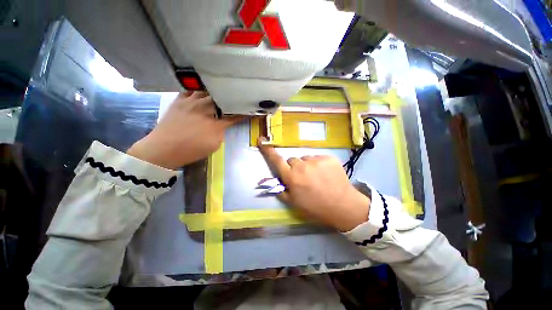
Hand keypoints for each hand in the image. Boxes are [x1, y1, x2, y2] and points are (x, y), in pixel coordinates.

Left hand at [127, 91, 242, 168]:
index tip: (249, 110)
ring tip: (220, 91)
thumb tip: (225, 122)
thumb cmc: (191, 150)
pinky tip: (201, 91)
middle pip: (221, 99)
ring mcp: (190, 102)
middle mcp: (205, 108)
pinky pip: (190, 90)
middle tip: (235, 97)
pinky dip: (197, 89)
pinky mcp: (179, 101)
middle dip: (230, 98)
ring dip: (215, 91)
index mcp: (215, 122)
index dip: (242, 113)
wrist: (163, 149)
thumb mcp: (213, 144)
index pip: (233, 115)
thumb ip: (222, 131)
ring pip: (207, 91)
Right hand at [258, 139, 370, 231]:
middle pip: (292, 160)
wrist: (343, 206)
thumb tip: (276, 182)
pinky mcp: (328, 158)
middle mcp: (302, 166)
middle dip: (294, 167)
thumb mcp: (295, 204)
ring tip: (316, 177)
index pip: (277, 161)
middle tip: (302, 178)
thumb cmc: (316, 208)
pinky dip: (319, 164)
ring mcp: (316, 160)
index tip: (262, 142)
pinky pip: (318, 158)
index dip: (269, 152)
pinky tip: (325, 174)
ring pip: (305, 159)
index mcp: (292, 177)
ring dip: (307, 166)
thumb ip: (282, 191)